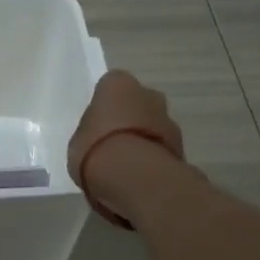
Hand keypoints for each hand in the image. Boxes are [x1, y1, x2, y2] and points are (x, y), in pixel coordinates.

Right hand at [68, 70, 184, 224]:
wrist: (132, 176)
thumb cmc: (95, 148)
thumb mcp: (78, 137)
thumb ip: (92, 130)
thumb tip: (99, 136)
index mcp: (118, 84)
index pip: (111, 85)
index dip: (105, 104)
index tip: (98, 121)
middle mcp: (148, 94)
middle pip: (138, 102)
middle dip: (130, 117)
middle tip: (112, 140)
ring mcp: (169, 119)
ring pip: (154, 124)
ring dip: (144, 137)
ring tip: (126, 162)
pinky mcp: (181, 147)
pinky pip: (161, 147)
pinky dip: (153, 156)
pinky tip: (138, 174)